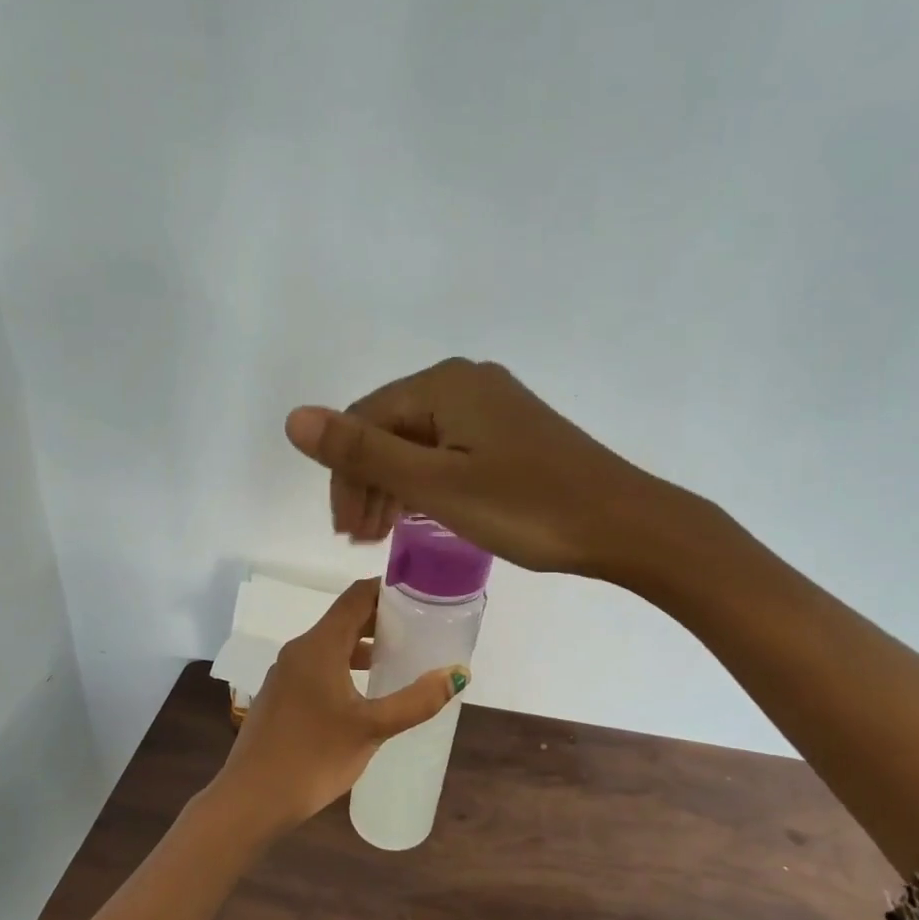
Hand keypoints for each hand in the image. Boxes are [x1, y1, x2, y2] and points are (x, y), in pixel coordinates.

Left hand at [210, 579, 469, 837]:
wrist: (251, 800)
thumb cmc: (313, 757)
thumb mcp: (372, 729)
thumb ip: (416, 700)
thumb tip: (458, 673)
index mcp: (319, 646)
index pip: (356, 597)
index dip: (388, 590)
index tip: (421, 595)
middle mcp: (299, 650)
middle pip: (344, 619)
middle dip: (381, 620)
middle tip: (420, 628)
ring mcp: (285, 674)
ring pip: (331, 645)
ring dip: (363, 646)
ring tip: (399, 659)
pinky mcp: (280, 696)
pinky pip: (318, 667)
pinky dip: (345, 666)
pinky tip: (365, 693)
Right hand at [284, 358, 658, 576]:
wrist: (625, 524)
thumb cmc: (527, 507)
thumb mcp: (436, 485)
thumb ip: (364, 452)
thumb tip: (293, 418)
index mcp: (443, 384)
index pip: (365, 421)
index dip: (345, 476)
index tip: (345, 532)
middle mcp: (466, 381)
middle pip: (391, 428)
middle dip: (368, 482)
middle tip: (361, 538)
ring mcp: (493, 405)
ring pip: (420, 441)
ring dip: (395, 485)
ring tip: (385, 533)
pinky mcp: (513, 431)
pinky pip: (450, 450)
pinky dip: (428, 482)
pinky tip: (423, 512)